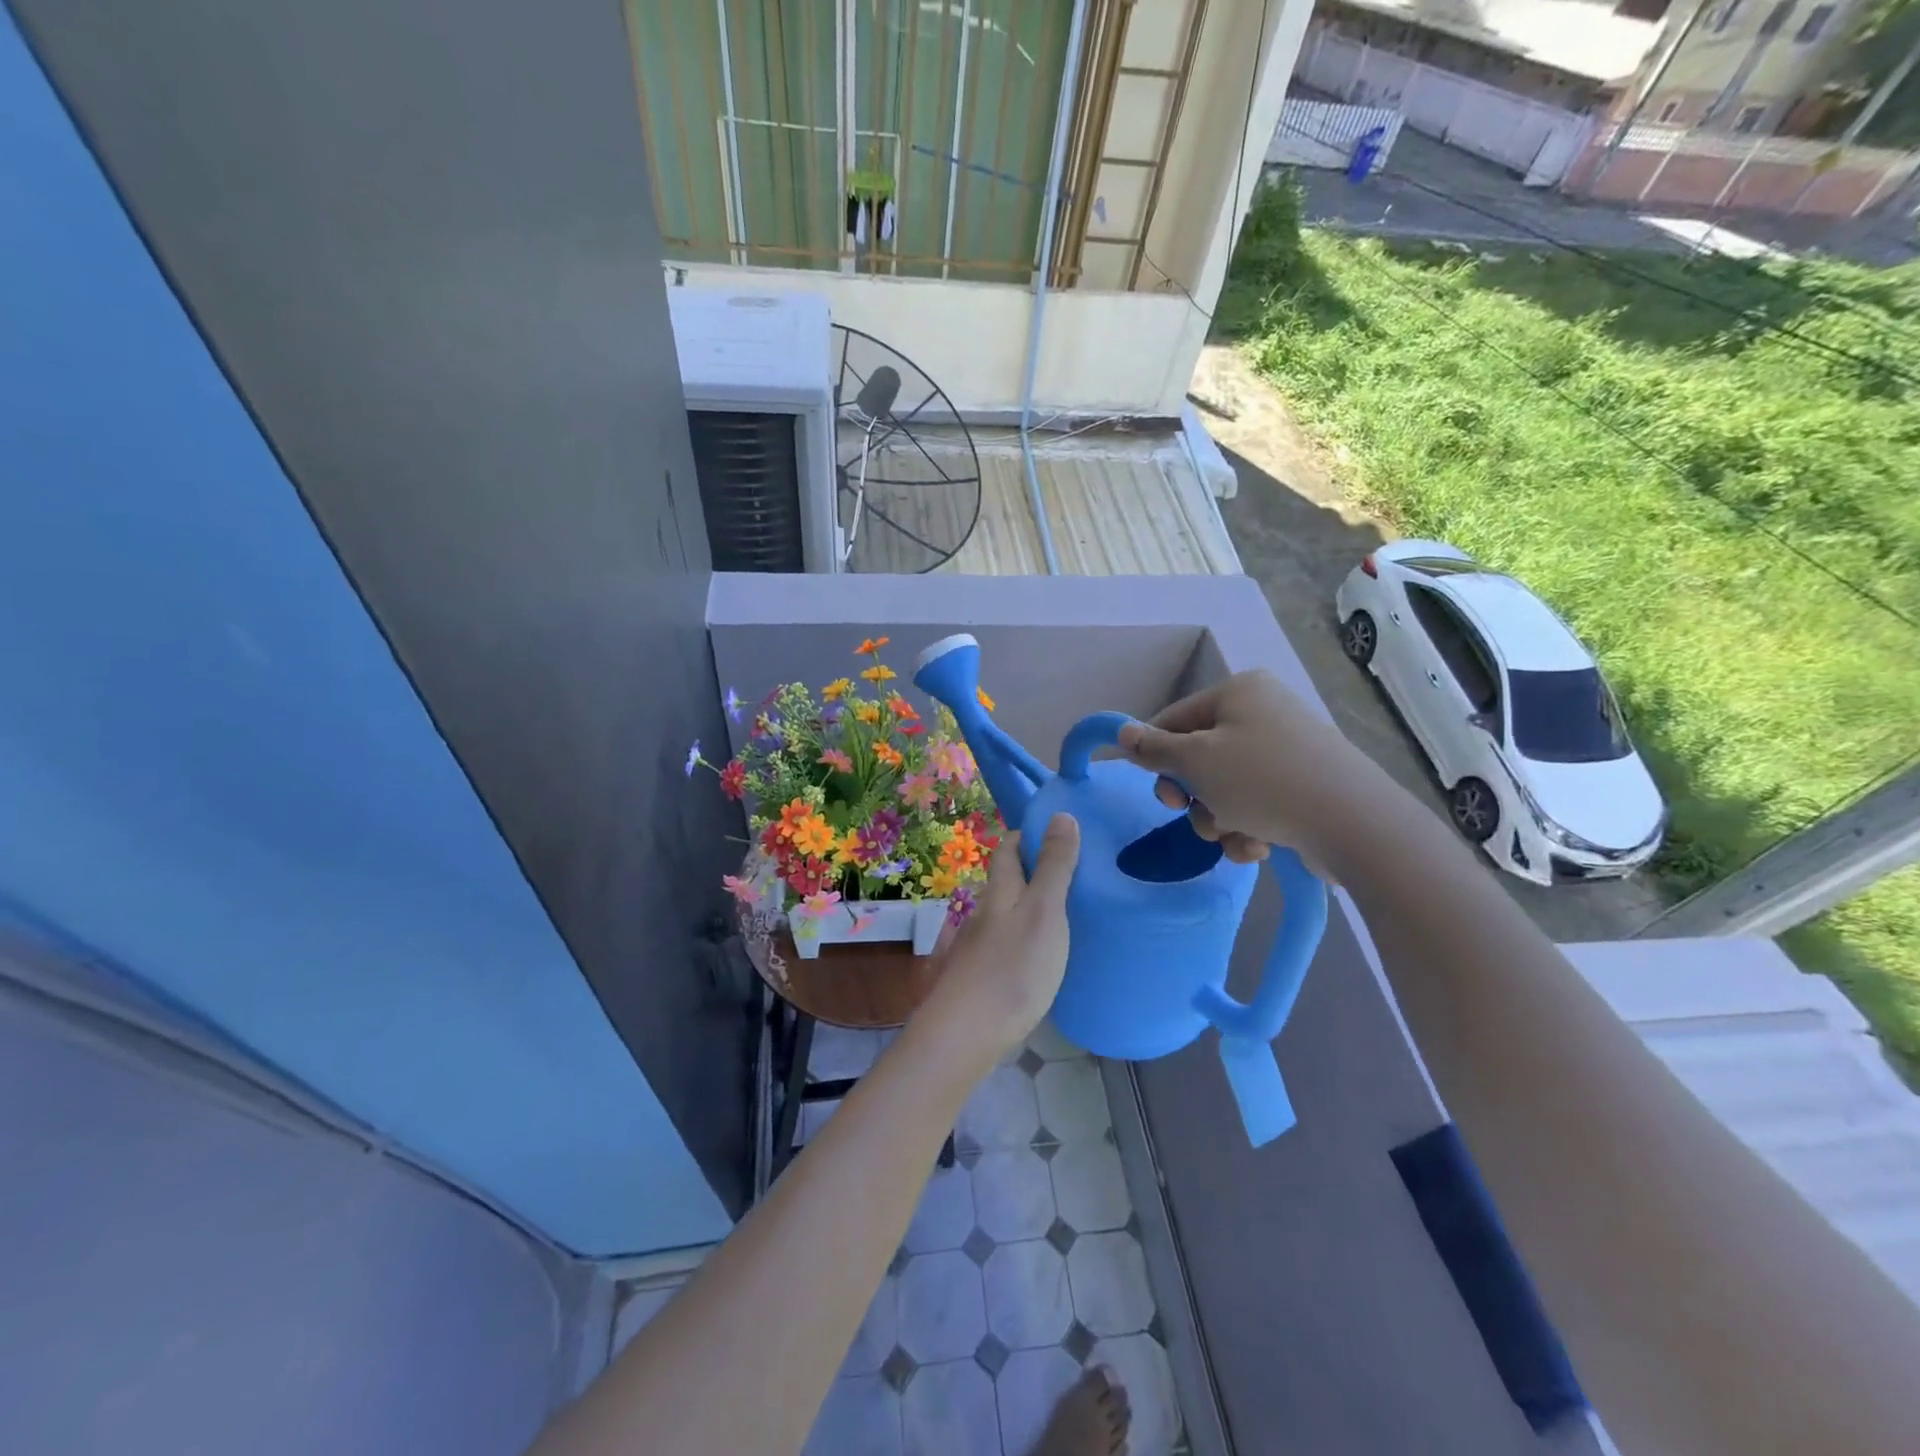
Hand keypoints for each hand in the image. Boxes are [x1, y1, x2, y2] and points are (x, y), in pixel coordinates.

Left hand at [919, 814, 1079, 1065]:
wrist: (966, 1034)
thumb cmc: (1012, 968)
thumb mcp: (1043, 911)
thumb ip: (1054, 866)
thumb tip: (1060, 814)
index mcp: (1000, 891)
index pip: (1007, 848)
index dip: (1028, 835)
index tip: (1059, 833)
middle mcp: (985, 912)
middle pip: (1006, 880)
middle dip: (1033, 870)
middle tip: (1076, 872)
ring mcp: (980, 946)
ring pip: (1007, 913)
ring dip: (1031, 905)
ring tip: (1069, 912)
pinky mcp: (982, 977)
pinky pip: (1008, 943)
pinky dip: (1027, 937)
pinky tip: (1045, 954)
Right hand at [1117, 670, 1373, 881]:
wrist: (1352, 823)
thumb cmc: (1262, 781)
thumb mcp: (1196, 762)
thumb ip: (1154, 749)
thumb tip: (1123, 733)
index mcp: (1239, 692)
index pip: (1174, 719)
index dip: (1157, 757)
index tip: (1160, 794)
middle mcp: (1264, 713)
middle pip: (1199, 756)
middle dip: (1193, 795)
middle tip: (1191, 812)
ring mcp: (1287, 750)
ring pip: (1225, 787)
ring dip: (1218, 818)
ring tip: (1235, 835)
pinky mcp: (1304, 786)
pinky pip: (1256, 803)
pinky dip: (1249, 827)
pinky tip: (1259, 846)